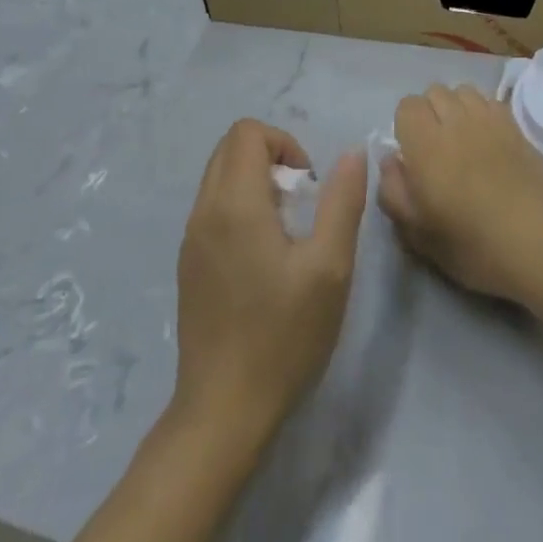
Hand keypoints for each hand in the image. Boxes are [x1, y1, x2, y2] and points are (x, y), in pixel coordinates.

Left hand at [172, 119, 368, 444]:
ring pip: (219, 177)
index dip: (284, 142)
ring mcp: (190, 240)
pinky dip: (241, 208)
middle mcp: (203, 211)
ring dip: (256, 183)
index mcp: (234, 204)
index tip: (309, 184)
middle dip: (271, 158)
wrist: (224, 409)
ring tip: (287, 231)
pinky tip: (265, 258)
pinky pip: (213, 209)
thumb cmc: (283, 335)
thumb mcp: (329, 267)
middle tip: (302, 202)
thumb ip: (342, 201)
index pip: (247, 132)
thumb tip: (354, 153)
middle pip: (229, 148)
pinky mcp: (188, 265)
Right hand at [380, 84, 542, 304]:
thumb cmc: (474, 245)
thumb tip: (390, 161)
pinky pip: (490, 101)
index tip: (411, 155)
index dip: (404, 126)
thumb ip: (393, 193)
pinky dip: (481, 112)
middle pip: (435, 92)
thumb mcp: (419, 235)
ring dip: (456, 108)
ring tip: (461, 141)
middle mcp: (457, 121)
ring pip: (464, 91)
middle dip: (429, 113)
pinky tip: (487, 141)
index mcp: (427, 144)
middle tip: (434, 149)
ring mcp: (491, 120)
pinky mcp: (517, 127)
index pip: (407, 106)